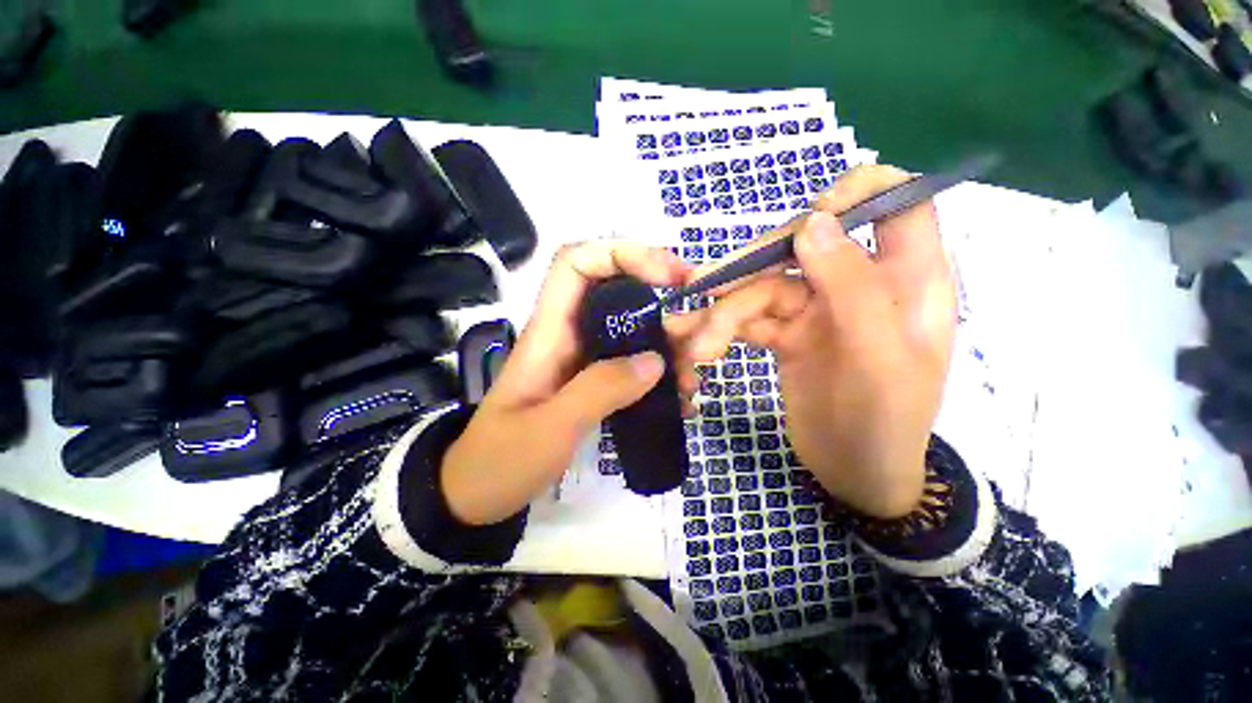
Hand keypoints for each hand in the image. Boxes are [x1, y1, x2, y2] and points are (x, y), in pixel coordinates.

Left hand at [441, 242, 693, 525]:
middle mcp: (570, 336)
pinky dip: (661, 376)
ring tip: (691, 381)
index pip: (577, 264)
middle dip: (661, 303)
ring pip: (633, 332)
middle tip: (697, 332)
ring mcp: (585, 360)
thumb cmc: (502, 460)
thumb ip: (600, 390)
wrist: (479, 495)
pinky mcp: (594, 383)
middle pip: (618, 293)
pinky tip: (679, 401)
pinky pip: (634, 366)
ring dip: (669, 348)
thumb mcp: (550, 428)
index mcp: (550, 332)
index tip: (667, 275)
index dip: (622, 255)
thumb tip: (655, 362)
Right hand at [668, 166, 956, 517]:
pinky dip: (721, 330)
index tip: (808, 222)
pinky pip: (749, 318)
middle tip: (702, 288)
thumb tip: (813, 222)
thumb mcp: (879, 358)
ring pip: (763, 287)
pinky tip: (698, 346)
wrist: (855, 473)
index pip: (895, 203)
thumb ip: (854, 287)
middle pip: (800, 247)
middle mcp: (859, 283)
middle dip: (749, 269)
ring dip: (724, 312)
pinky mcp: (787, 333)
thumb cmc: (885, 420)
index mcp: (906, 278)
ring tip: (695, 343)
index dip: (854, 194)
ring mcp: (817, 308)